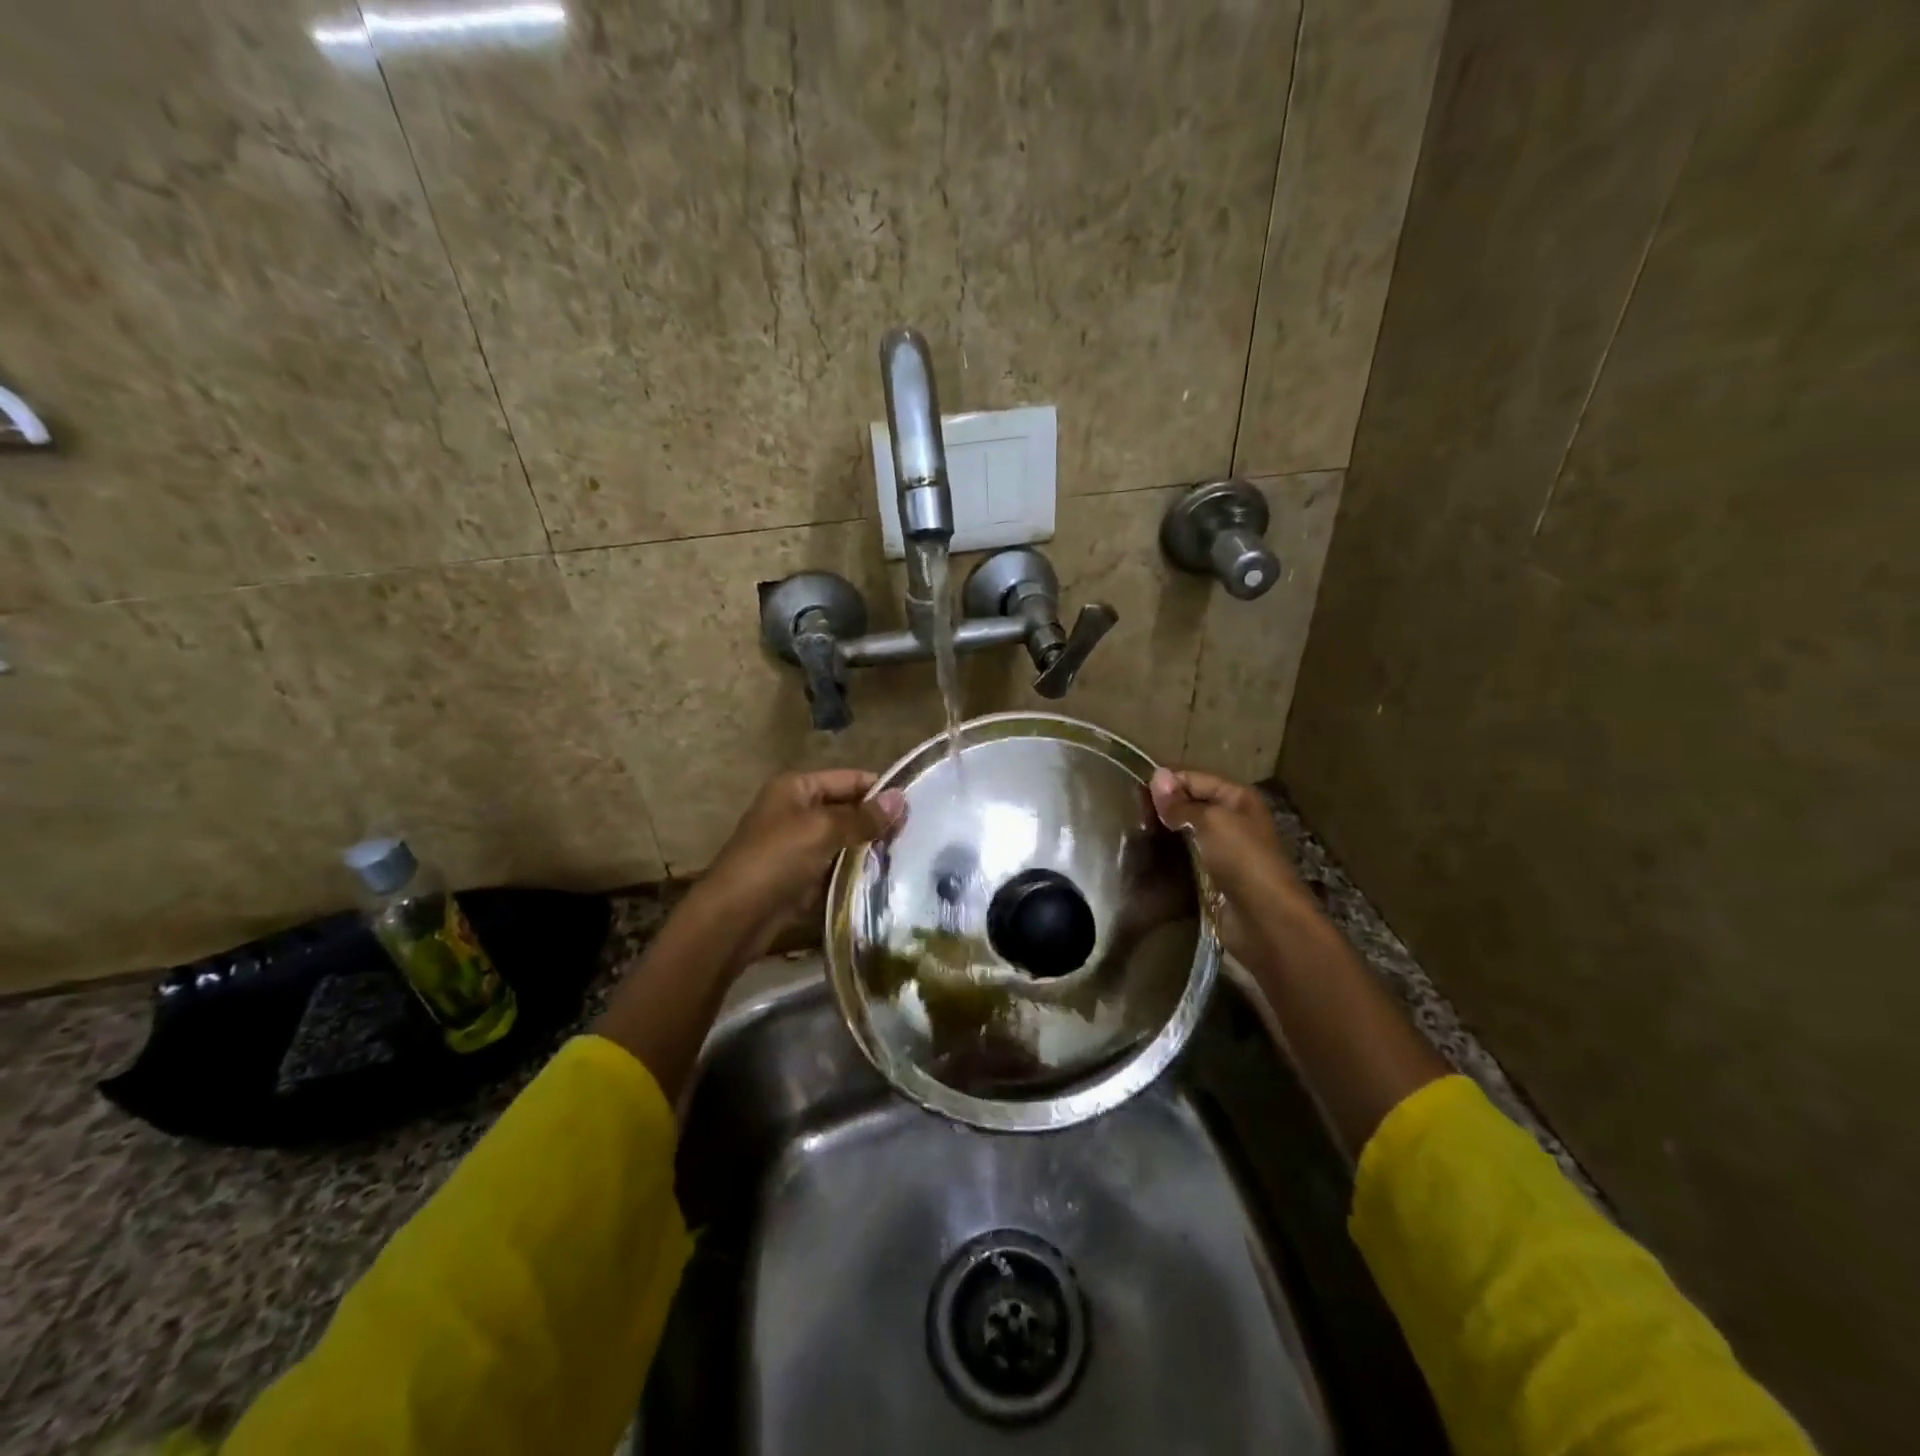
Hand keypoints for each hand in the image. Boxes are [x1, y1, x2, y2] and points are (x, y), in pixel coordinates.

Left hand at [682, 768, 906, 969]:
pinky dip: (855, 872)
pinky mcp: (800, 877)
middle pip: (847, 809)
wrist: (734, 917)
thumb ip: (863, 816)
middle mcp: (796, 811)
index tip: (916, 807)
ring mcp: (797, 846)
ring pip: (843, 841)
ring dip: (869, 849)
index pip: (849, 779)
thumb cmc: (776, 860)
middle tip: (917, 835)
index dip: (880, 790)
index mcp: (796, 788)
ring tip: (908, 857)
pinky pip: (835, 868)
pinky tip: (884, 879)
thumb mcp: (822, 830)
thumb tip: (901, 798)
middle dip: (877, 822)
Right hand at [1149, 767, 1306, 961]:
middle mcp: (1232, 819)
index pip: (1194, 778)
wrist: (1264, 919)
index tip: (1132, 791)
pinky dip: (1169, 856)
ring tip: (1132, 832)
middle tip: (1128, 812)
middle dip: (1162, 807)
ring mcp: (1223, 849)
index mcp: (1237, 798)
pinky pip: (1185, 857)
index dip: (1165, 782)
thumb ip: (1181, 803)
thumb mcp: (1210, 821)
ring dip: (1164, 832)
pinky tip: (1146, 856)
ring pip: (1185, 832)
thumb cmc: (1242, 859)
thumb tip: (1156, 775)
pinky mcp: (1213, 876)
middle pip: (1190, 804)